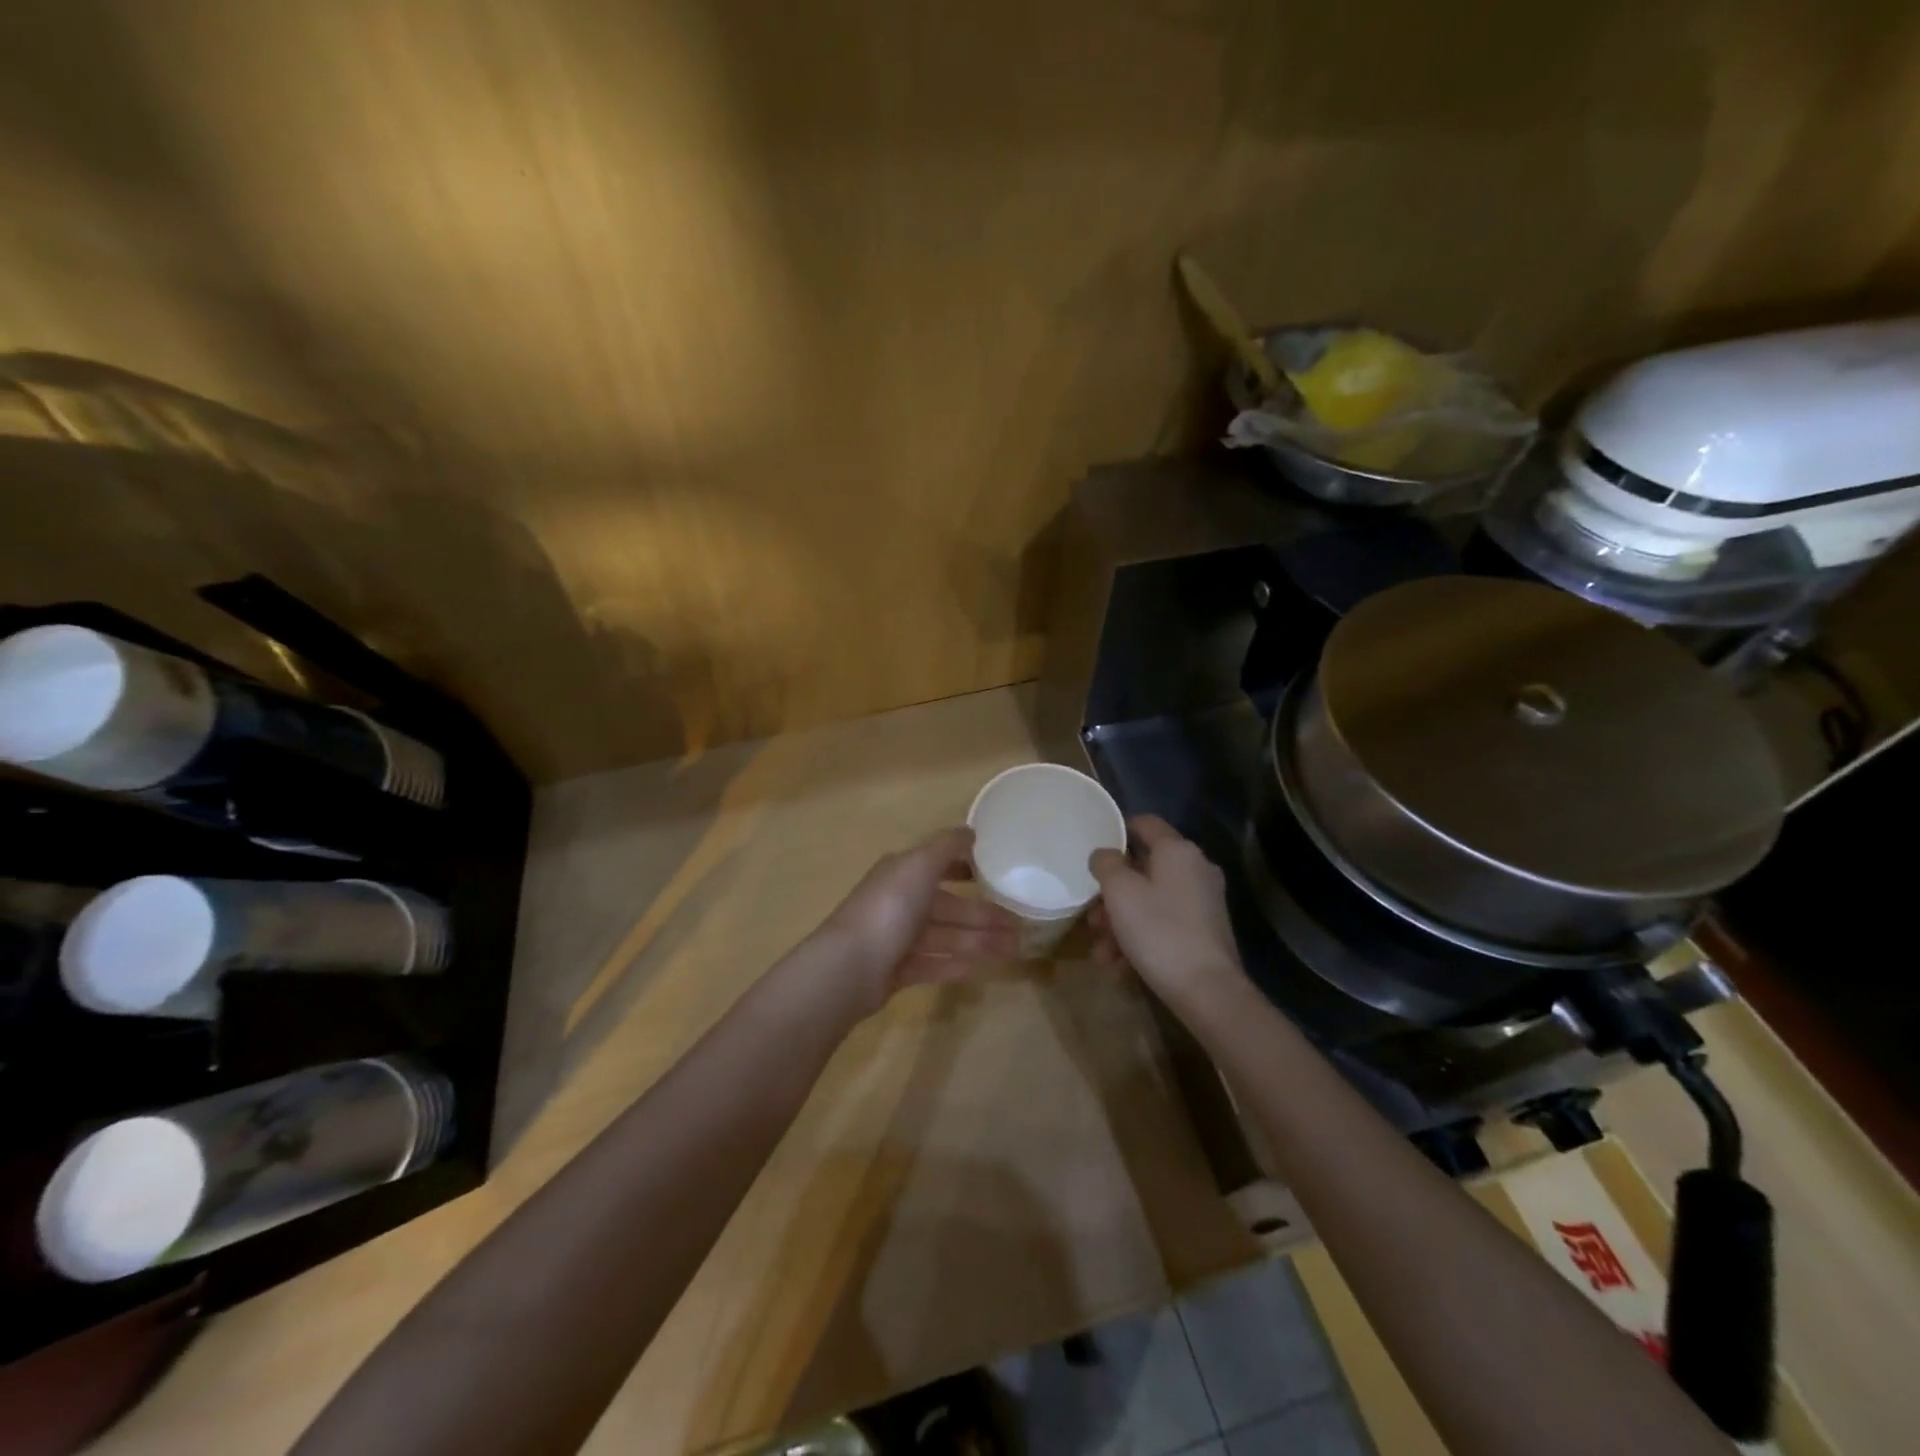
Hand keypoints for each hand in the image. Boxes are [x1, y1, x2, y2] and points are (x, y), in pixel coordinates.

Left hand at [816, 827, 1020, 1012]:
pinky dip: (956, 965)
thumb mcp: (920, 865)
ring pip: (946, 936)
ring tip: (1014, 949)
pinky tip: (982, 969)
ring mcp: (896, 938)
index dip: (966, 868)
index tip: (998, 875)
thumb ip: (947, 846)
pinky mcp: (896, 971)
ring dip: (979, 940)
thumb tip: (970, 830)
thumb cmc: (889, 908)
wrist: (850, 967)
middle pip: (948, 906)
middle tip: (1021, 924)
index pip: (938, 865)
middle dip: (984, 914)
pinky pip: (933, 965)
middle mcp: (898, 902)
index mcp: (902, 873)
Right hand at [1088, 815, 1244, 1007]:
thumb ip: (1106, 864)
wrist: (1208, 991)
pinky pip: (1164, 924)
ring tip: (1102, 953)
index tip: (1095, 847)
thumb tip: (1104, 855)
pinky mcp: (1204, 931)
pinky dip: (1140, 939)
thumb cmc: (1159, 931)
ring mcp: (1203, 902)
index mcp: (1178, 851)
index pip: (1145, 823)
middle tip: (1092, 917)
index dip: (1118, 829)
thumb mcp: (1120, 892)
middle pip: (1144, 869)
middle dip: (1112, 894)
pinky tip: (1120, 967)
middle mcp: (1195, 870)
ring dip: (1121, 923)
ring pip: (1151, 901)